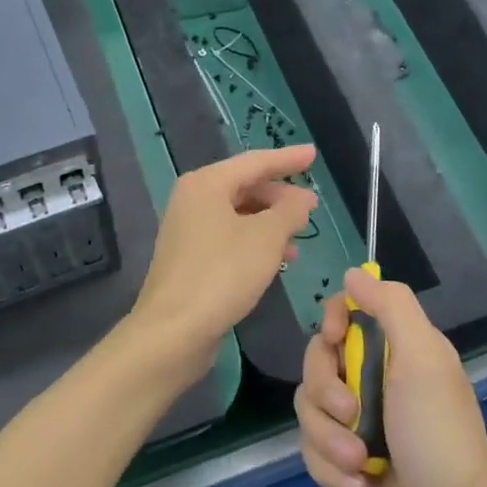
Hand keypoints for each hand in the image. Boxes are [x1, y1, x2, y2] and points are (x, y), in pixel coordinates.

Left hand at [129, 146, 318, 372]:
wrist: (173, 331)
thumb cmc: (222, 274)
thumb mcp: (266, 238)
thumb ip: (289, 211)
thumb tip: (301, 199)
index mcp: (206, 184)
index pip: (255, 162)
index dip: (287, 159)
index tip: (313, 155)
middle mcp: (192, 200)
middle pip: (244, 187)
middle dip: (280, 196)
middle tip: (311, 207)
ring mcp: (187, 230)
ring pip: (238, 215)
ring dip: (270, 223)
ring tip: (299, 237)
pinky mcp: (189, 259)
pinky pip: (229, 238)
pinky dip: (254, 242)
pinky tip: (276, 260)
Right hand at [295, 269, 486, 486]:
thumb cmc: (439, 442)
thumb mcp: (424, 361)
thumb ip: (391, 308)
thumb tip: (354, 273)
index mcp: (405, 350)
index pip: (352, 311)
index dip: (334, 321)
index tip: (334, 341)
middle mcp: (382, 381)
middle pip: (320, 360)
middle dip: (326, 390)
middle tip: (350, 412)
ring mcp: (364, 425)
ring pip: (311, 408)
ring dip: (328, 438)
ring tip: (360, 464)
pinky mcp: (350, 464)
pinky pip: (313, 449)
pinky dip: (331, 469)